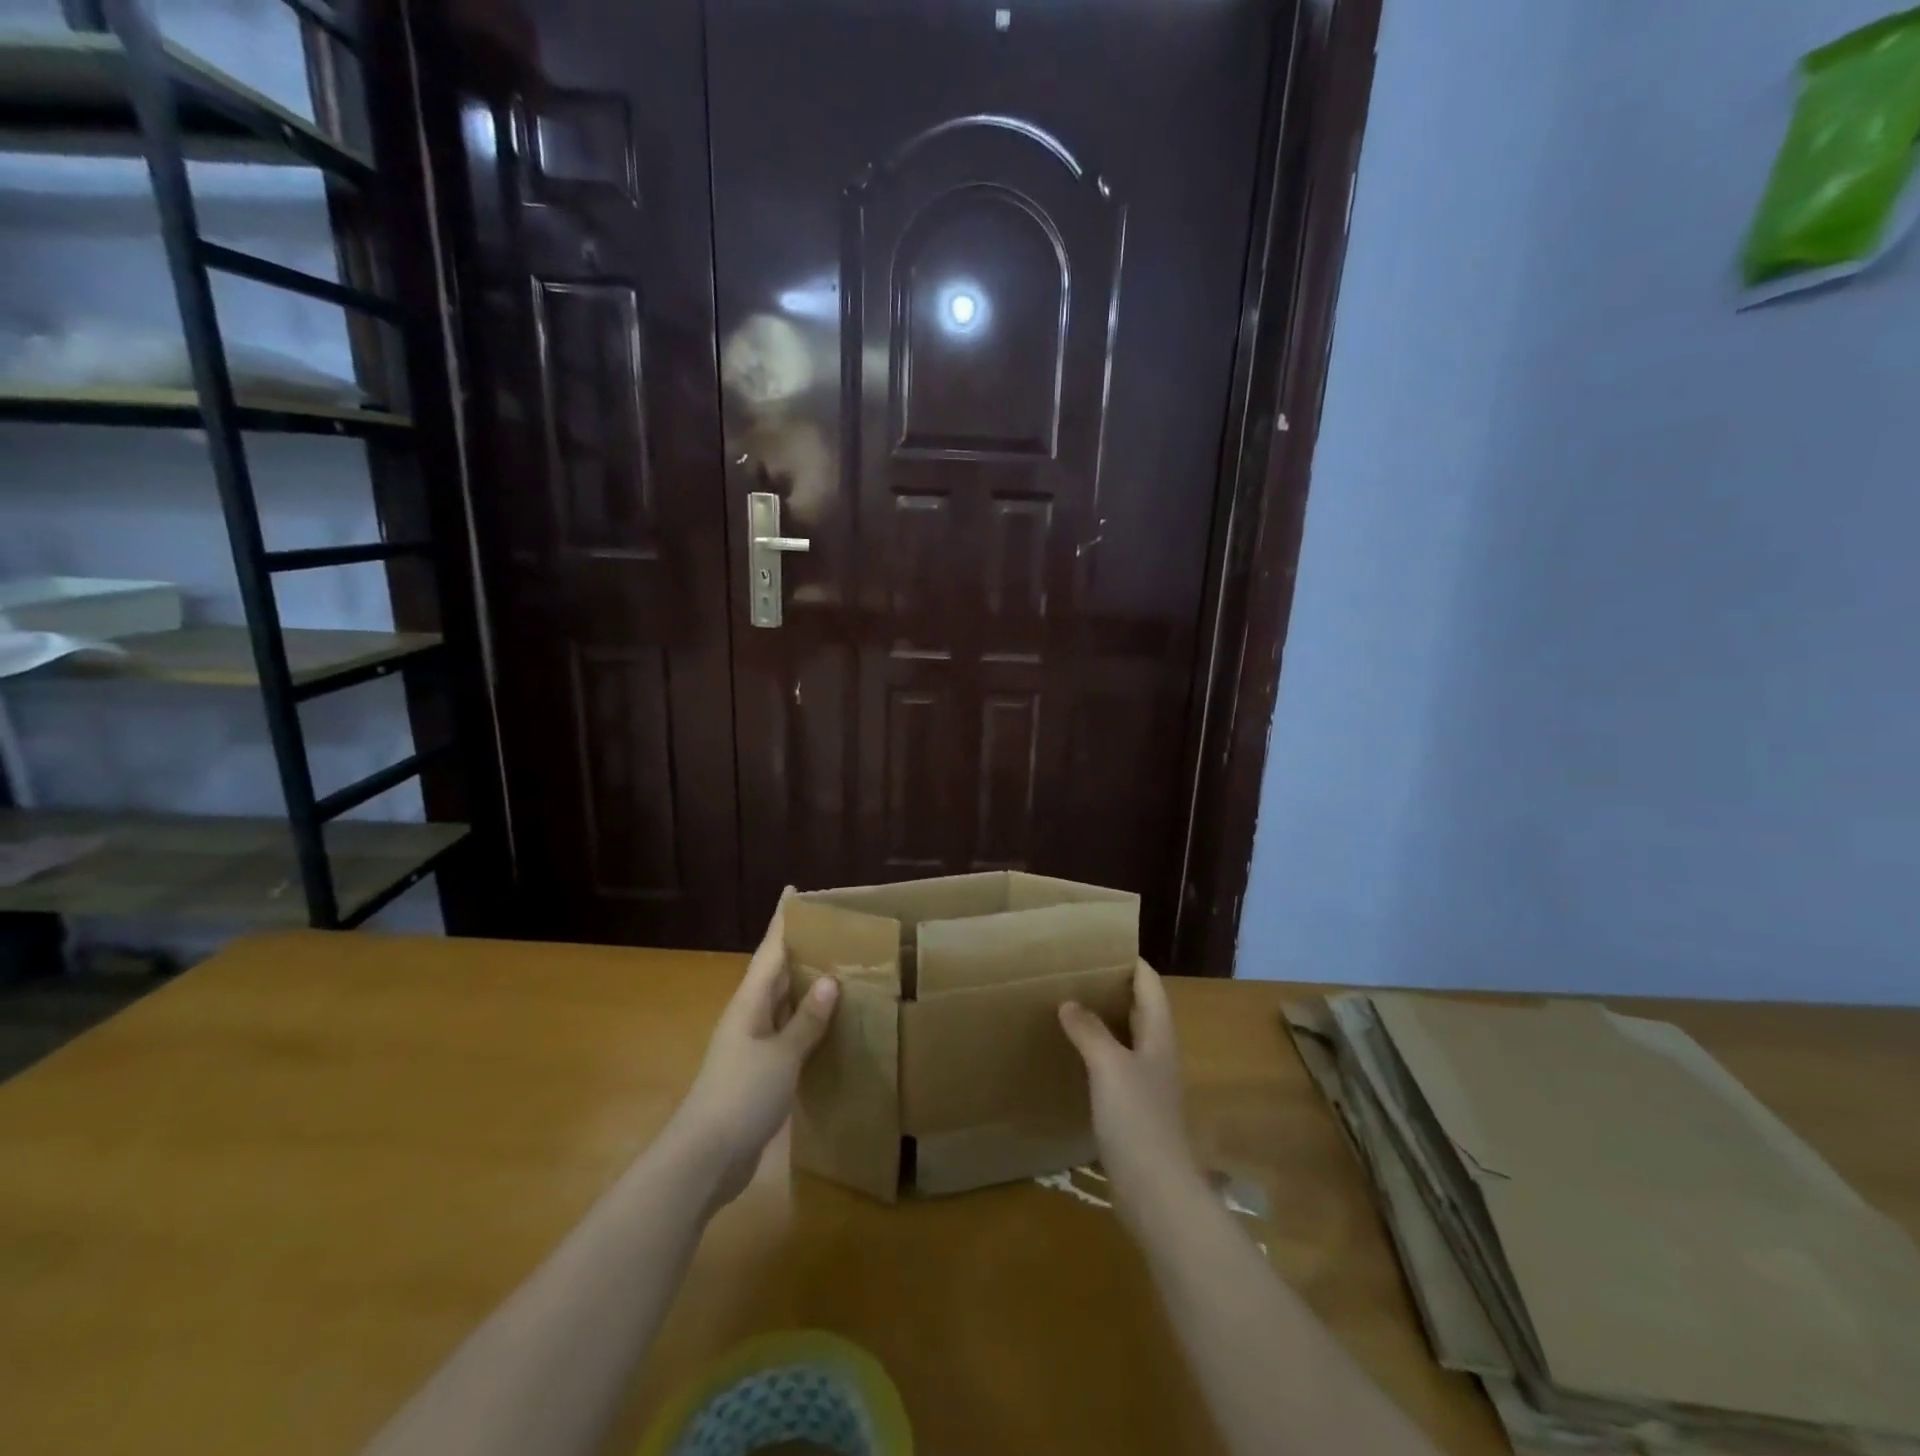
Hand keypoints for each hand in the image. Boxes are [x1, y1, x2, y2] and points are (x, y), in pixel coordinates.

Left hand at [665, 894, 839, 1210]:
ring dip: (805, 987)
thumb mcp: (781, 1055)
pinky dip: (807, 1024)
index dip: (782, 922)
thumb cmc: (741, 1095)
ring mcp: (751, 1046)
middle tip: (832, 929)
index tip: (793, 891)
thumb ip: (806, 1020)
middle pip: (775, 974)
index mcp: (749, 1004)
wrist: (705, 1159)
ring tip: (838, 969)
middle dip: (798, 950)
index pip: (769, 951)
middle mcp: (749, 1017)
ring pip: (782, 1005)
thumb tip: (829, 980)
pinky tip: (828, 1027)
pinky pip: (787, 1035)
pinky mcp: (758, 1073)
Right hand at [1059, 960, 1199, 1234]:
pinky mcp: (1135, 1109)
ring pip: (1127, 1036)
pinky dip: (1098, 1051)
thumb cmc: (1137, 1120)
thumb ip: (1089, 1031)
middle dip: (1113, 987)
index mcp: (1158, 1035)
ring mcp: (1148, 1082)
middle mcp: (1157, 1053)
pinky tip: (1073, 1055)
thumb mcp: (1109, 1066)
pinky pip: (1116, 1065)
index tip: (1099, 946)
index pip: (1149, 984)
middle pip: (1140, 1008)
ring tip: (1069, 1004)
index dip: (1130, 962)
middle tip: (1076, 972)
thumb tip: (1069, 1002)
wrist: (1156, 1191)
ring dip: (1104, 1019)